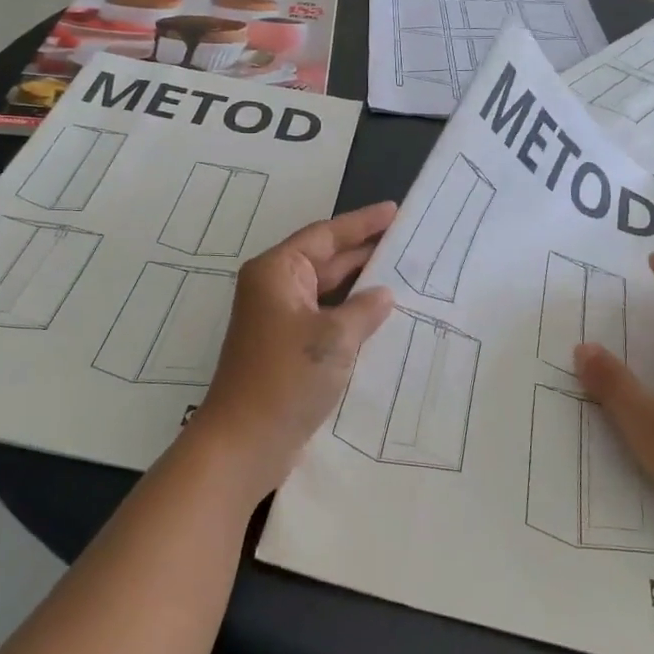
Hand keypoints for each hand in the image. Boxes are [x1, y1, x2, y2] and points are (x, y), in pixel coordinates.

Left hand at [189, 203, 397, 501]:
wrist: (244, 442)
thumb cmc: (286, 378)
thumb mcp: (334, 338)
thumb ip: (364, 309)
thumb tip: (383, 294)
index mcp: (277, 272)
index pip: (325, 235)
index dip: (362, 222)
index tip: (396, 211)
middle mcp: (275, 288)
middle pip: (326, 259)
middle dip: (364, 251)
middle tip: (408, 241)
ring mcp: (279, 319)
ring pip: (327, 291)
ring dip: (359, 285)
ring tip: (403, 273)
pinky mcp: (286, 347)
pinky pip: (324, 317)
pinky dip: (350, 314)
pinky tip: (380, 318)